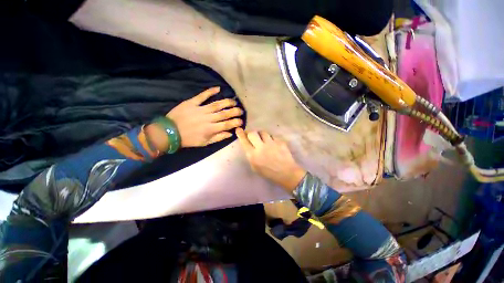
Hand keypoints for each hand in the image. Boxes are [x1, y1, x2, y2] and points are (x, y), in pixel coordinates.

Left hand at [166, 86, 242, 147]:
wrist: (169, 132)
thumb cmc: (189, 139)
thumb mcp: (205, 143)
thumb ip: (218, 138)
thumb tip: (230, 133)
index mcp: (211, 129)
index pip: (227, 124)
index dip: (236, 122)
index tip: (241, 121)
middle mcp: (208, 118)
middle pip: (224, 113)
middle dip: (235, 111)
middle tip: (241, 110)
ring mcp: (200, 109)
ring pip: (217, 104)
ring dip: (227, 102)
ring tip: (234, 101)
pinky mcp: (192, 103)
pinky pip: (202, 96)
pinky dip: (210, 91)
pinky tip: (218, 88)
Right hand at [236, 128, 305, 191]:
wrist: (286, 173)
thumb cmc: (269, 172)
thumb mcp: (255, 167)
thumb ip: (251, 155)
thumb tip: (249, 145)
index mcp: (253, 155)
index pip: (244, 141)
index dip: (240, 134)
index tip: (239, 129)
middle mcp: (261, 147)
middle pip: (252, 133)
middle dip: (251, 133)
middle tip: (253, 136)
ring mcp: (271, 143)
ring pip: (263, 132)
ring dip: (261, 135)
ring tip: (264, 140)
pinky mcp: (279, 141)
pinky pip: (272, 136)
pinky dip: (271, 139)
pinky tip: (273, 144)